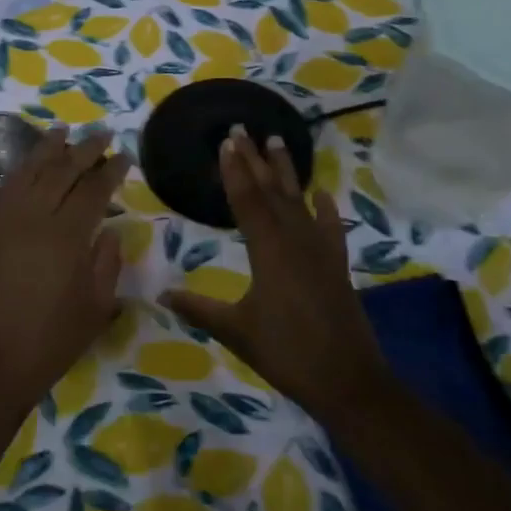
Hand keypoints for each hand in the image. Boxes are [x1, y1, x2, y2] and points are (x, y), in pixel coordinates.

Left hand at [0, 128, 127, 415]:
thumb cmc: (51, 342)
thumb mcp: (96, 308)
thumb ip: (106, 263)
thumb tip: (109, 229)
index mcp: (68, 237)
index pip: (93, 189)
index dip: (110, 169)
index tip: (124, 155)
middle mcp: (35, 218)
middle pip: (61, 171)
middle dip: (84, 148)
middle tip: (101, 132)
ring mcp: (5, 222)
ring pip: (28, 172)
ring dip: (47, 149)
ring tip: (62, 130)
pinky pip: (4, 189)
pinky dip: (18, 171)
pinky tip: (28, 164)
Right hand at [159, 126, 383, 415]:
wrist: (349, 382)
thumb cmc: (287, 354)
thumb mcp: (236, 331)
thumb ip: (199, 309)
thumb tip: (161, 295)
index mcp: (269, 252)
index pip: (247, 201)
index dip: (234, 171)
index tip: (225, 142)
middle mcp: (295, 242)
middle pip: (272, 192)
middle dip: (255, 160)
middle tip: (243, 129)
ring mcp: (320, 252)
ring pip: (299, 202)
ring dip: (287, 172)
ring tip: (278, 142)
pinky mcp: (336, 266)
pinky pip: (329, 228)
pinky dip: (324, 210)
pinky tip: (322, 194)